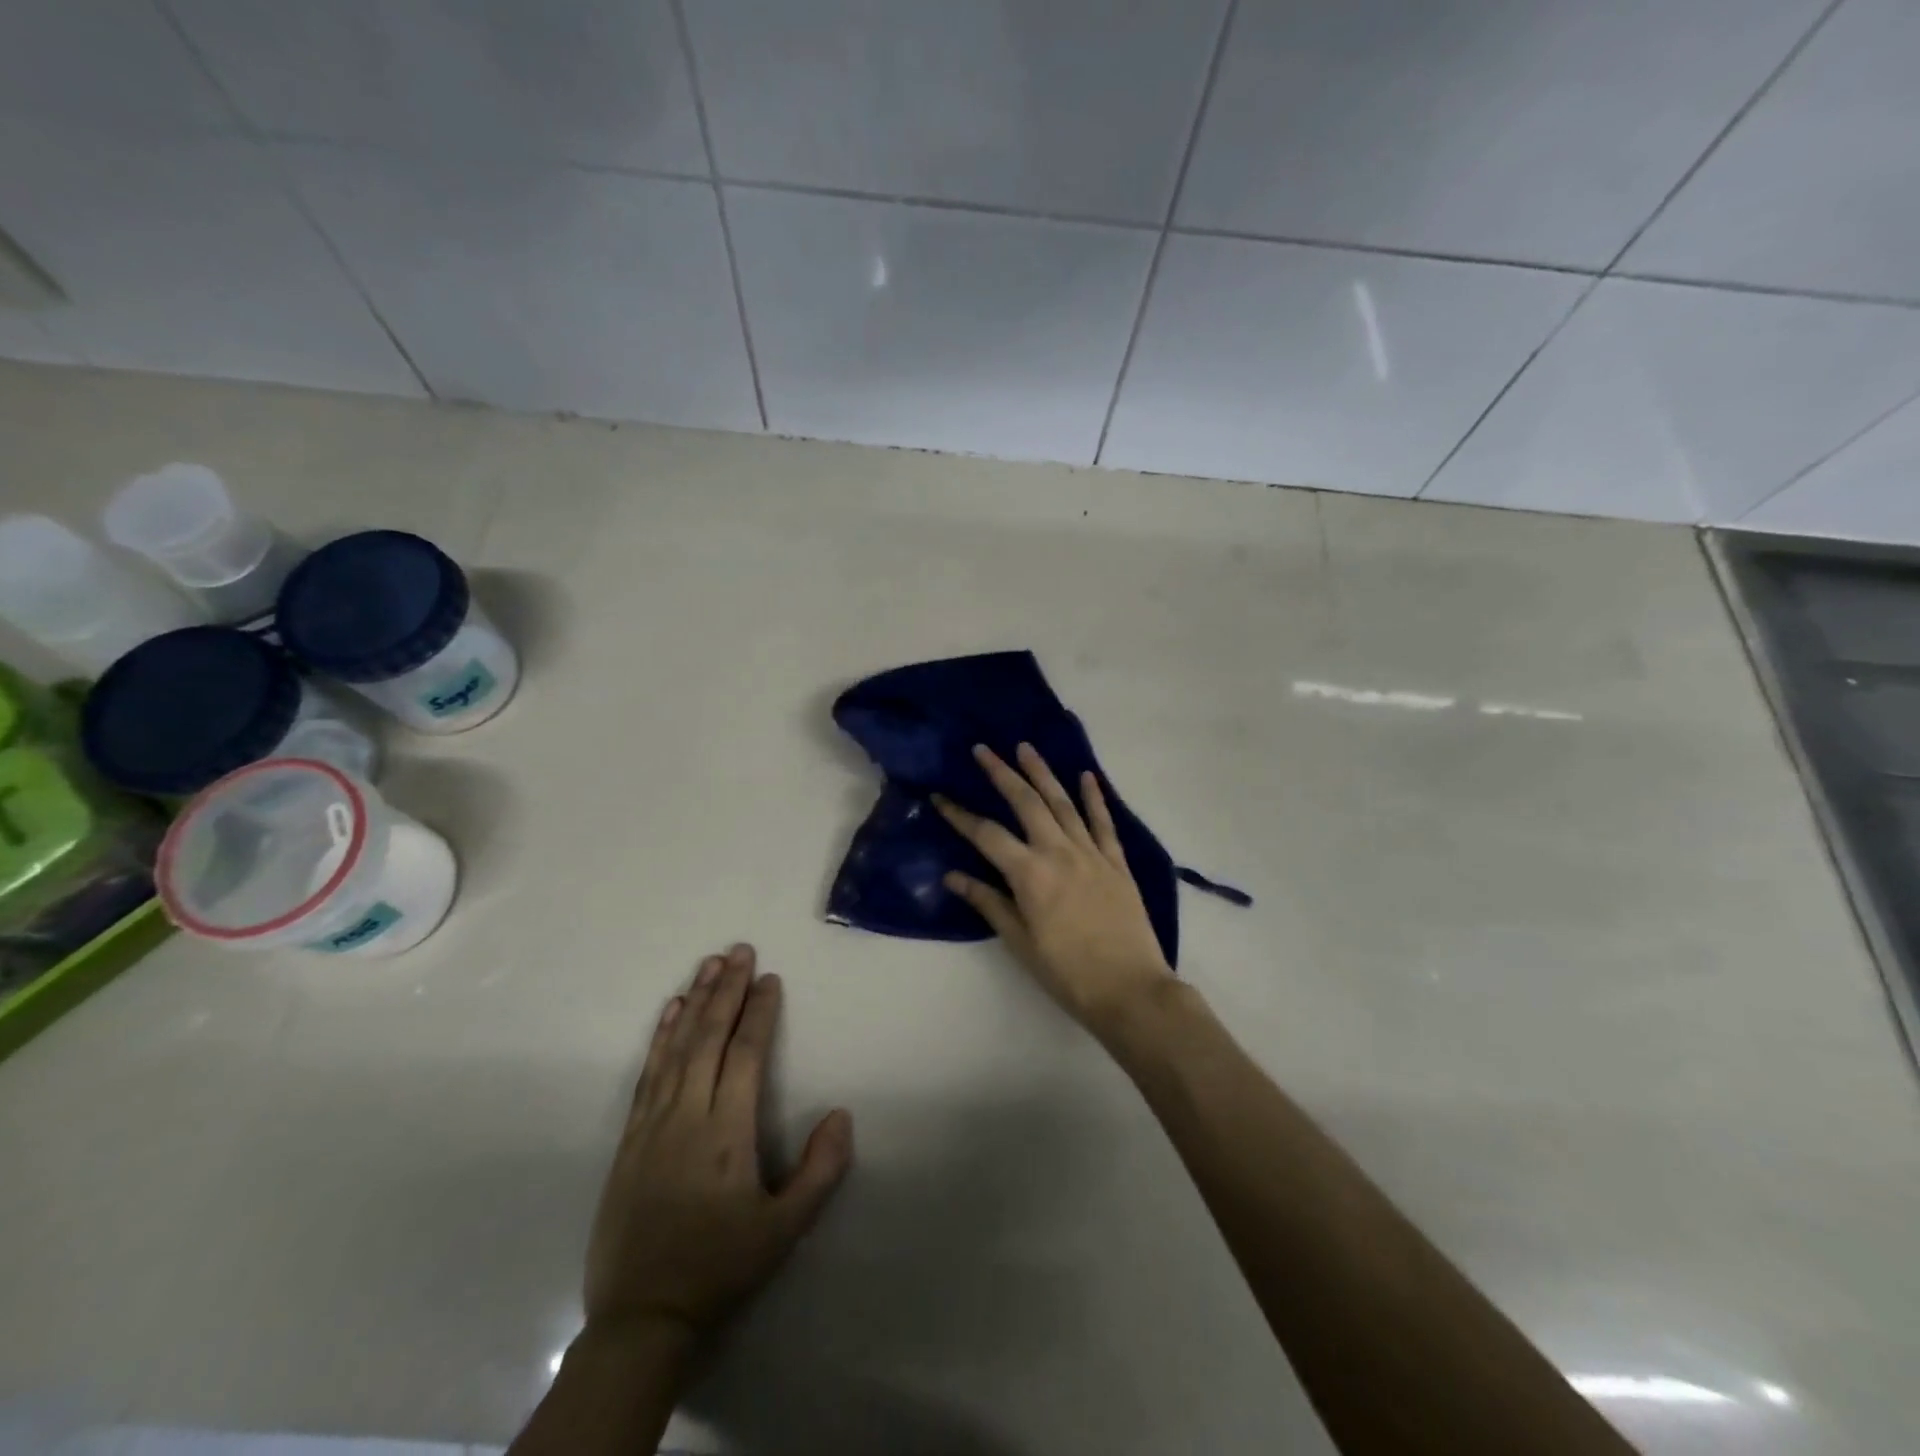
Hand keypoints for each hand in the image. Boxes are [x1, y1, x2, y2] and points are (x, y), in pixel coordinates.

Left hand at [583, 944, 852, 1352]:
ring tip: (708, 964)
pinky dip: (660, 1036)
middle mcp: (688, 1114)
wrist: (642, 1316)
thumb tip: (842, 1113)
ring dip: (694, 1001)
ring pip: (675, 1046)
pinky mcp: (630, 1137)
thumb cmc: (721, 1267)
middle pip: (708, 1037)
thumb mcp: (784, 1230)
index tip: (770, 977)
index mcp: (727, 1131)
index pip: (746, 1054)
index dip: (758, 1012)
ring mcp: (653, 1122)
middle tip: (739, 949)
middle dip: (726, 989)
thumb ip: (820, 1171)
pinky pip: (647, 1072)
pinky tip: (668, 1012)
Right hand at [934, 743, 1172, 1034]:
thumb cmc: (1068, 973)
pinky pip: (1103, 822)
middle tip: (984, 749)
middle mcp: (1059, 852)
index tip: (940, 796)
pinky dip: (1094, 797)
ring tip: (1026, 748)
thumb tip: (953, 876)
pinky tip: (1086, 775)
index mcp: (1030, 874)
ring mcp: (1091, 854)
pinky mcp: (1117, 863)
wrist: (1131, 990)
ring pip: (1063, 803)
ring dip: (1043, 773)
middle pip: (1026, 803)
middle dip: (1002, 774)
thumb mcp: (1020, 943)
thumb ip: (989, 903)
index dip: (960, 815)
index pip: (987, 835)